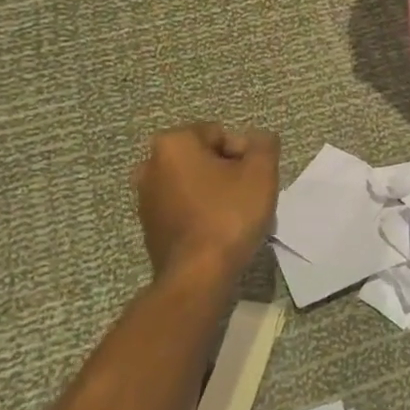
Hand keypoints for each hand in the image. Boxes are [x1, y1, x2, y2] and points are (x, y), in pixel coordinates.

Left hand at [131, 123, 279, 287]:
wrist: (198, 276)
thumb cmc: (229, 215)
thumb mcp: (261, 171)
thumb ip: (264, 144)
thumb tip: (259, 139)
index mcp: (172, 144)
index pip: (219, 134)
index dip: (243, 154)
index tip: (254, 178)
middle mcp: (149, 165)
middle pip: (204, 157)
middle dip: (228, 172)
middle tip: (248, 195)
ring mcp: (145, 198)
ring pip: (193, 183)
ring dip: (215, 192)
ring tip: (236, 216)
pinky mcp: (149, 226)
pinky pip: (183, 207)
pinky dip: (201, 212)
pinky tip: (218, 231)